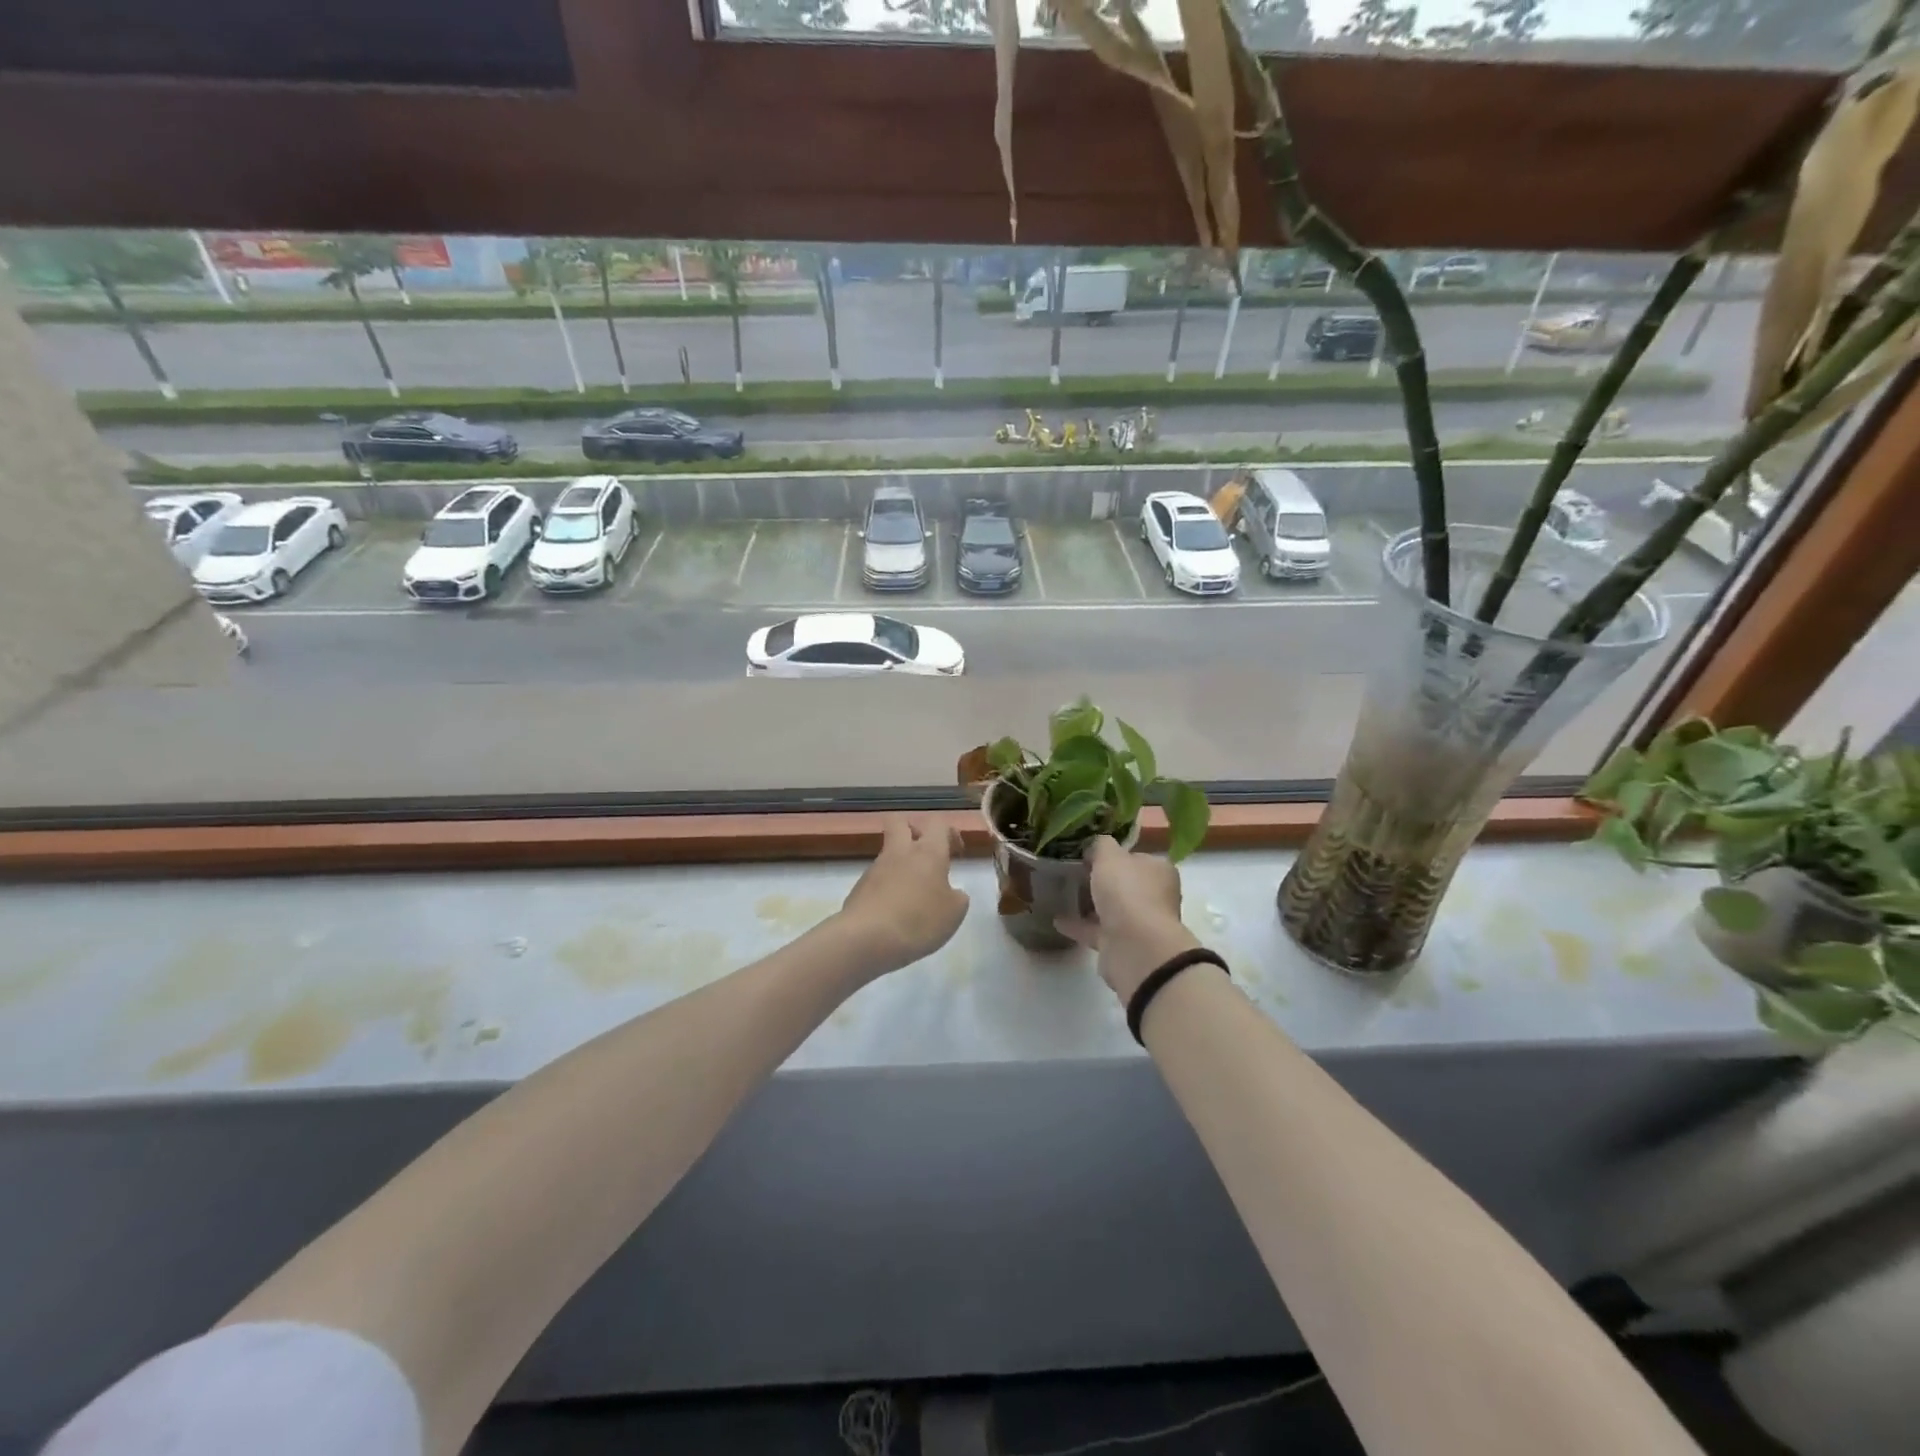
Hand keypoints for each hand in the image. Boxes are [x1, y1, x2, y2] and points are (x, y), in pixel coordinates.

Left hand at [836, 815, 970, 976]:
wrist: (866, 939)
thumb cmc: (919, 921)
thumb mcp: (954, 913)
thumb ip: (957, 897)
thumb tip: (951, 892)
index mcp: (928, 852)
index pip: (938, 823)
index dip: (949, 833)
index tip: (956, 853)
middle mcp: (899, 852)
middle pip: (900, 822)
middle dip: (914, 830)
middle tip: (927, 854)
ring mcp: (875, 868)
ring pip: (888, 852)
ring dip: (901, 864)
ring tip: (914, 895)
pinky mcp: (859, 888)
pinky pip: (877, 878)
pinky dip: (888, 887)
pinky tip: (895, 913)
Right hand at [1056, 836, 1199, 1004]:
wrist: (1134, 946)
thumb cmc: (1127, 892)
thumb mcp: (1109, 856)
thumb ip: (1101, 845)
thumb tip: (1095, 846)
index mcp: (1158, 871)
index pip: (1138, 857)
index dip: (1116, 854)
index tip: (1091, 852)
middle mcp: (1153, 896)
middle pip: (1125, 884)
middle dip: (1103, 880)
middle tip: (1074, 871)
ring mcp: (1138, 923)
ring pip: (1111, 909)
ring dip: (1090, 904)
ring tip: (1062, 893)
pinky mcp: (1121, 945)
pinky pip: (1096, 931)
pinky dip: (1078, 925)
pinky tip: (1056, 919)